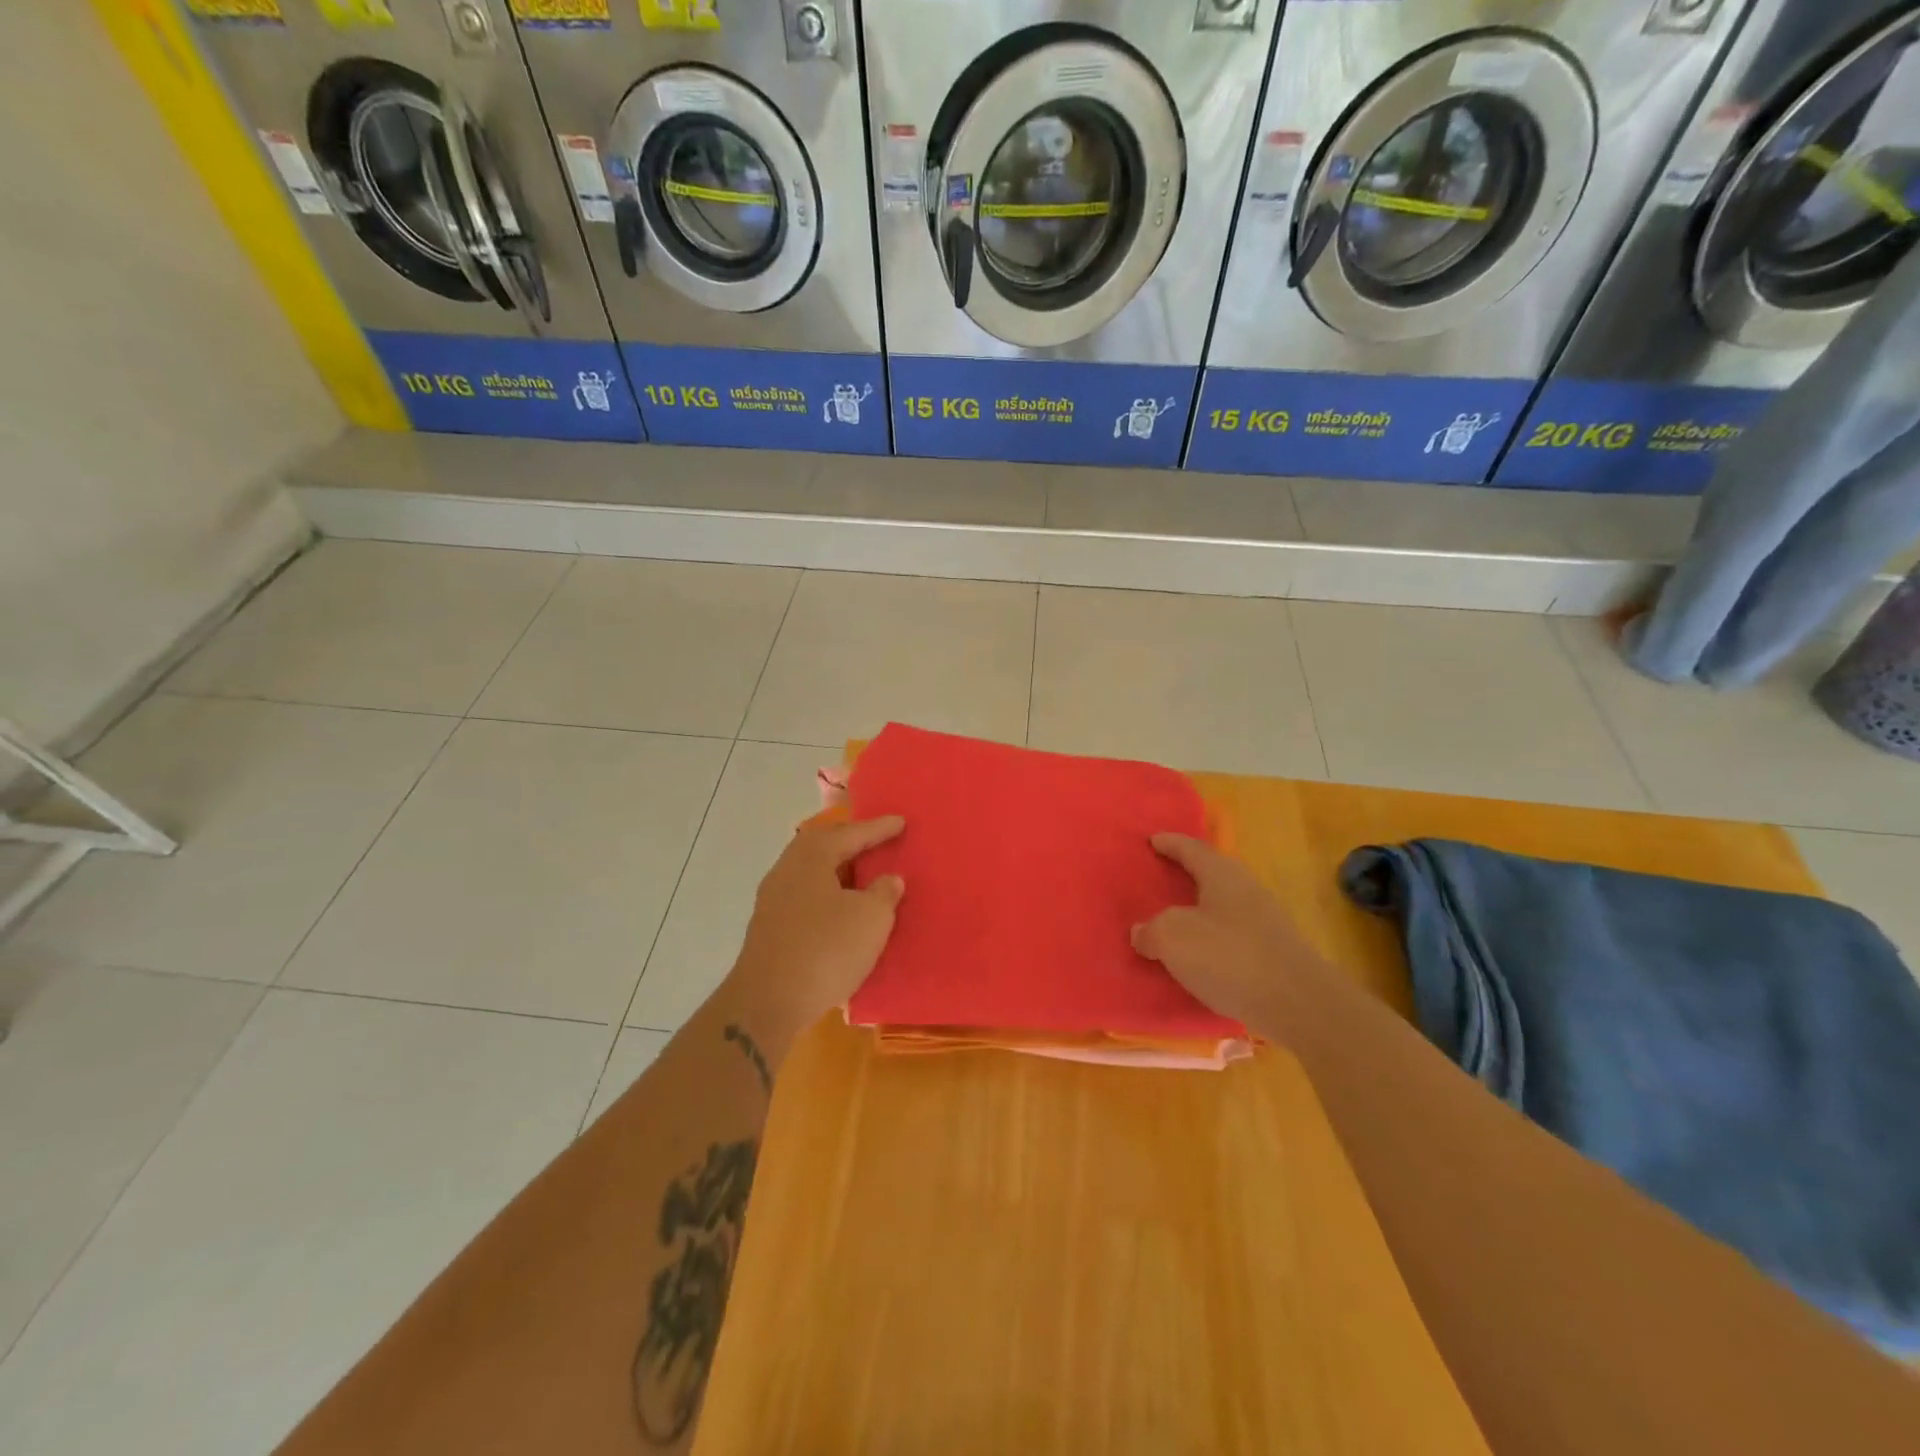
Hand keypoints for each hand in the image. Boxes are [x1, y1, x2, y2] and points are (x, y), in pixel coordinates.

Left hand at [725, 815, 906, 1060]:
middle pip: (823, 847)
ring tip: (864, 876)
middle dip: (852, 843)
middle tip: (878, 842)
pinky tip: (842, 911)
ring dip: (839, 872)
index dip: (878, 828)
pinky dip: (828, 896)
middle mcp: (787, 870)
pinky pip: (806, 897)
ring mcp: (773, 900)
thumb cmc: (826, 949)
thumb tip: (888, 879)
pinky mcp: (770, 928)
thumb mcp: (871, 918)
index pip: (851, 833)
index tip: (901, 822)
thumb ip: (884, 893)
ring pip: (812, 874)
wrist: (768, 1002)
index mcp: (811, 857)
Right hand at [1131, 833, 1318, 1030]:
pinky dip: (1211, 939)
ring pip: (1222, 907)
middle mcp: (1246, 889)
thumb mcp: (1173, 938)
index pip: (1191, 848)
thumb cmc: (1229, 957)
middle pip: (1211, 874)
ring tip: (1173, 922)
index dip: (1169, 843)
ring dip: (1198, 911)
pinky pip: (1231, 936)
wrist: (1297, 1004)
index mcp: (1222, 874)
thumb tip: (1142, 932)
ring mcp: (1265, 922)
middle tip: (1159, 879)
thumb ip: (1151, 931)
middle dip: (1185, 875)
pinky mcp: (1273, 953)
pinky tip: (1198, 958)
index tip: (1152, 840)